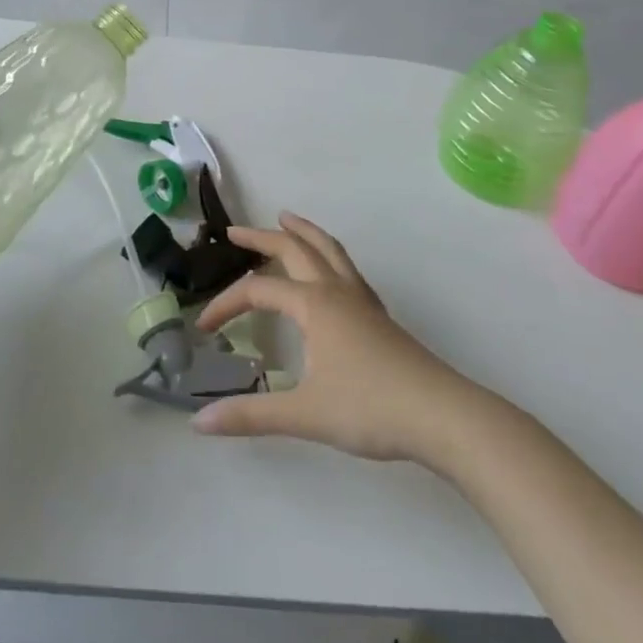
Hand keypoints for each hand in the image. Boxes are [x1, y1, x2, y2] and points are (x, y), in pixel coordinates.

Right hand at [192, 213, 475, 463]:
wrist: (443, 417)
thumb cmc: (370, 408)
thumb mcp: (305, 414)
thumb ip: (251, 414)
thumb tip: (200, 422)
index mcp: (314, 304)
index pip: (258, 291)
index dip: (226, 304)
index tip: (203, 327)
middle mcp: (336, 292)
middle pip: (295, 249)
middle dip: (262, 237)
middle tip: (235, 232)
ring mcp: (362, 302)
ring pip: (329, 251)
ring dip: (303, 233)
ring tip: (287, 220)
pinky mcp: (380, 318)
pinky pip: (347, 270)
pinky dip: (328, 256)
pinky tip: (329, 272)